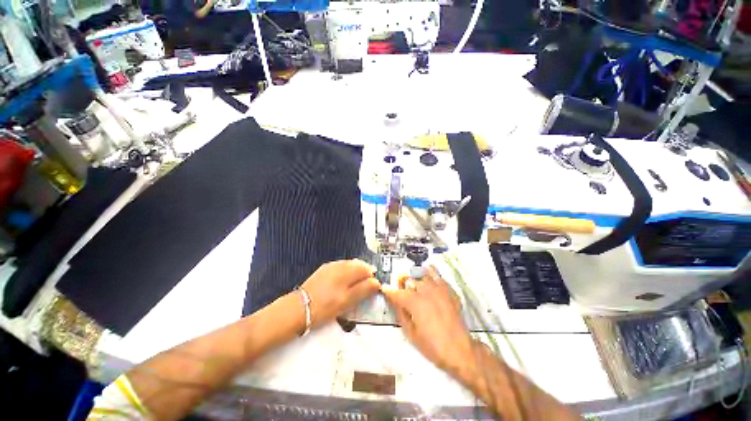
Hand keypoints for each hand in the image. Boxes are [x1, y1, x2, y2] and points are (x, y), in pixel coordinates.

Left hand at [300, 260, 379, 327]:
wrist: (299, 308)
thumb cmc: (325, 306)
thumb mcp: (347, 301)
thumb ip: (364, 290)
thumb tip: (376, 282)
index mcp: (347, 270)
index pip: (366, 268)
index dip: (372, 278)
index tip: (372, 289)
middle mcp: (339, 264)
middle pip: (358, 265)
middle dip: (364, 275)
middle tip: (364, 289)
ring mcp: (330, 266)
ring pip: (349, 266)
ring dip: (355, 274)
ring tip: (354, 288)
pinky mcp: (323, 270)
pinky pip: (340, 268)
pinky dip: (345, 274)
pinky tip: (342, 284)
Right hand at [382, 266, 474, 377]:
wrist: (459, 350)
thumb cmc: (432, 345)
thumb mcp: (411, 333)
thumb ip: (400, 313)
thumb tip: (394, 300)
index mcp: (414, 302)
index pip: (396, 292)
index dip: (388, 291)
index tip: (384, 290)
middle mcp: (425, 290)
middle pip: (409, 281)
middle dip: (402, 284)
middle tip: (400, 289)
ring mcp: (438, 288)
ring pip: (421, 276)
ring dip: (415, 279)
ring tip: (414, 284)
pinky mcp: (448, 290)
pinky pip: (437, 275)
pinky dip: (431, 271)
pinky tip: (427, 270)